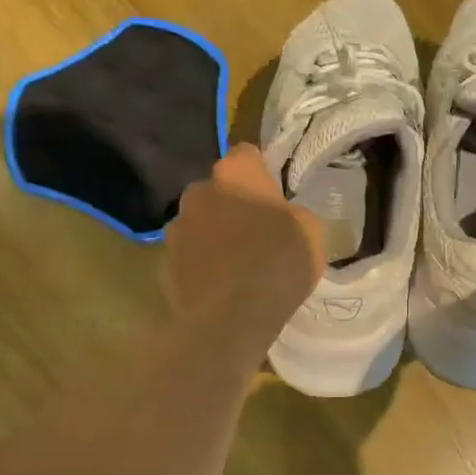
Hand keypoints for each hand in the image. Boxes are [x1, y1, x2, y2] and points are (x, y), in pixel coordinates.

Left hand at [165, 145, 324, 342]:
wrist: (231, 319)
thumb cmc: (278, 264)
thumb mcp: (312, 232)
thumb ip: (294, 214)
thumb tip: (283, 217)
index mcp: (235, 174)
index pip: (247, 155)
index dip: (262, 173)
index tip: (274, 196)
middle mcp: (198, 192)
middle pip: (218, 191)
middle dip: (233, 205)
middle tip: (258, 234)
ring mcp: (175, 229)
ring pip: (199, 225)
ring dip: (214, 237)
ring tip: (237, 268)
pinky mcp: (163, 265)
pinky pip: (188, 259)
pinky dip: (201, 268)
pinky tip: (221, 290)